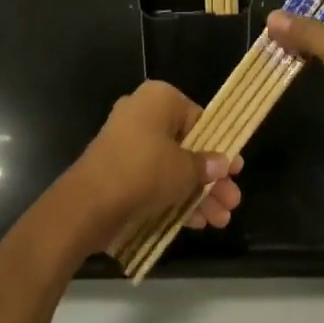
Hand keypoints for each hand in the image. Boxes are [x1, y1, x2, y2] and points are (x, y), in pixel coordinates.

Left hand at [68, 80, 243, 251]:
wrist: (87, 203)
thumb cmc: (144, 171)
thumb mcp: (184, 169)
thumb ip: (206, 166)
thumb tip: (222, 163)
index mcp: (159, 99)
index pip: (199, 119)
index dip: (220, 147)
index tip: (236, 171)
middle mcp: (142, 114)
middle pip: (187, 146)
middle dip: (211, 178)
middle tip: (232, 201)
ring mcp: (128, 144)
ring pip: (171, 167)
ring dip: (197, 193)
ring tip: (221, 220)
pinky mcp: (118, 171)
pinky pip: (153, 180)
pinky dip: (174, 198)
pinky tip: (198, 223)